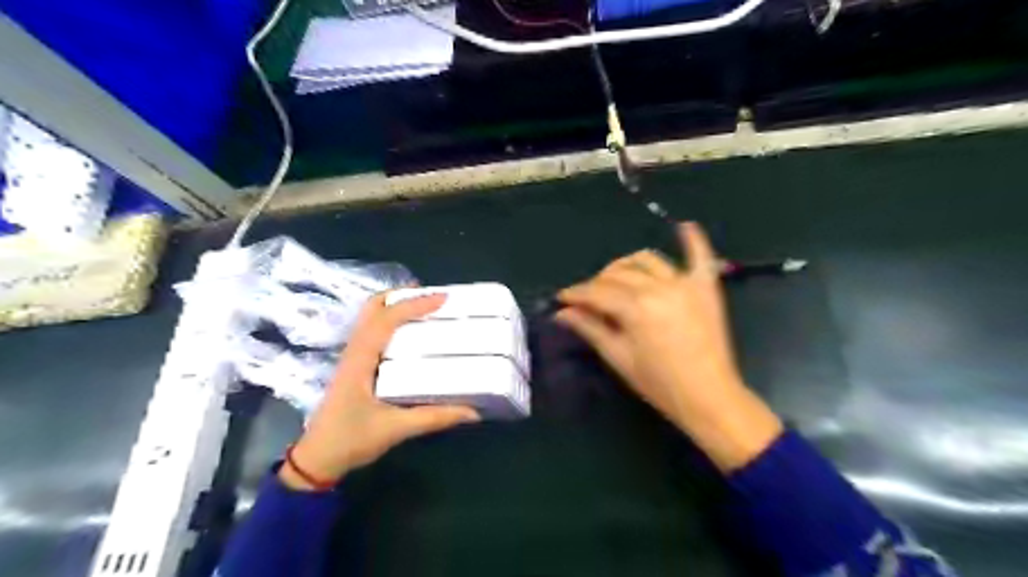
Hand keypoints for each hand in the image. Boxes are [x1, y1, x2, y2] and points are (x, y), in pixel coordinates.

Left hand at [280, 292, 482, 491]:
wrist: (316, 460)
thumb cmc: (351, 440)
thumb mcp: (396, 429)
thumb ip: (434, 418)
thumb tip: (473, 411)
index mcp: (361, 359)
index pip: (386, 319)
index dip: (414, 304)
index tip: (443, 298)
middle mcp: (355, 350)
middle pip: (373, 307)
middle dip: (402, 295)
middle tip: (432, 296)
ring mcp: (353, 357)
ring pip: (371, 317)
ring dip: (397, 306)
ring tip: (426, 308)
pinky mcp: (356, 366)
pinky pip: (373, 331)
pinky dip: (392, 321)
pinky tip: (411, 333)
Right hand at [559, 223, 783, 469]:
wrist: (708, 397)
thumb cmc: (659, 383)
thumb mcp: (618, 357)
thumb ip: (590, 329)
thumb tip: (562, 313)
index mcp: (635, 307)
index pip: (597, 292)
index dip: (576, 293)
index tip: (562, 297)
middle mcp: (659, 287)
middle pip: (619, 274)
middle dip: (597, 282)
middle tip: (588, 297)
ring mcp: (685, 284)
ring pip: (648, 260)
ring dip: (627, 264)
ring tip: (618, 277)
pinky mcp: (706, 288)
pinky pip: (700, 257)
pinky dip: (693, 240)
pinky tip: (684, 226)